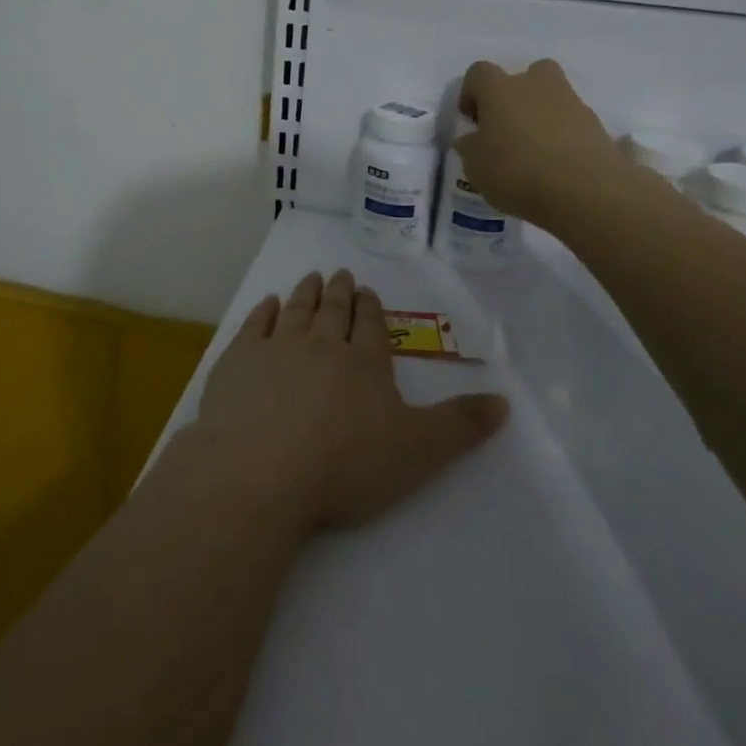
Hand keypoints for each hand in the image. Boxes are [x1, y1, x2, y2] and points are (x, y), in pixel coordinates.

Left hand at [189, 271, 507, 534]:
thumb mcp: (417, 452)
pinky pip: (255, 326)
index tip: (367, 291)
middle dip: (339, 292)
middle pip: (333, 311)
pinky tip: (268, 303)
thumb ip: (460, 426)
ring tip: (311, 277)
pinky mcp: (239, 360)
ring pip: (297, 311)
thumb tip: (506, 400)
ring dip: (306, 293)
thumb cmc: (344, 466)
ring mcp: (277, 348)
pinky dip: (263, 311)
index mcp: (364, 364)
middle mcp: (322, 345)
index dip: (371, 308)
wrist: (260, 471)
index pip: (371, 326)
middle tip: (340, 274)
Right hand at [455, 59, 636, 227]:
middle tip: (510, 126)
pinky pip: (580, 127)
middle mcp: (538, 87)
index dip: (471, 92)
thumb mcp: (476, 168)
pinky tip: (565, 168)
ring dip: (546, 116)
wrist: (585, 191)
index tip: (471, 120)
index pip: (479, 73)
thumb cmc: (517, 172)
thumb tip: (473, 140)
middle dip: (519, 93)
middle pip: (530, 73)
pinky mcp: (600, 128)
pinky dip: (572, 140)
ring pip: (557, 98)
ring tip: (538, 154)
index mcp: (501, 90)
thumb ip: (471, 148)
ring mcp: (574, 105)